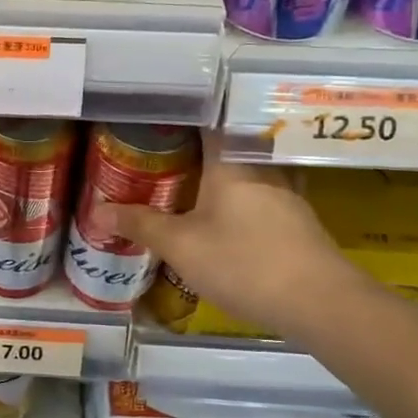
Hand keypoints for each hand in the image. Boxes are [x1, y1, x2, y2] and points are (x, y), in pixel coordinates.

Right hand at [92, 132, 359, 334]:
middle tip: (160, 155)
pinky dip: (239, 199)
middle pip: (226, 144)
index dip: (180, 115)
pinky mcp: (298, 220)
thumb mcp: (180, 246)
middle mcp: (261, 166)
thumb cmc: (243, 262)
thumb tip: (97, 210)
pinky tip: (224, 219)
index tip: (154, 118)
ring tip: (187, 185)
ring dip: (220, 175)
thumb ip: (140, 225)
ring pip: (246, 171)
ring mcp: (286, 193)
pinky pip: (260, 195)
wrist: (320, 303)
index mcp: (231, 160)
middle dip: (194, 148)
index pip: (206, 119)